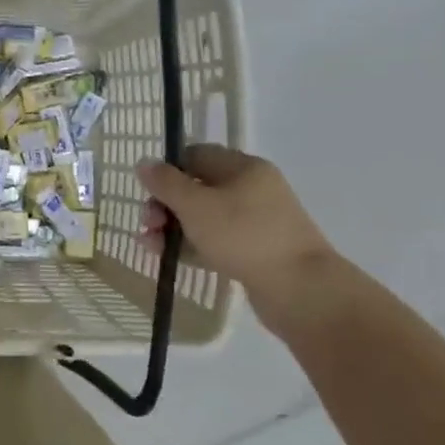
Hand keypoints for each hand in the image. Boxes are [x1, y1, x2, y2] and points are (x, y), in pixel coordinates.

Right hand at [138, 146, 337, 301]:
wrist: (300, 290)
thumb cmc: (244, 236)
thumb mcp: (195, 205)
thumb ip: (166, 183)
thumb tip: (144, 162)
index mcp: (244, 168)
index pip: (197, 155)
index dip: (168, 169)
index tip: (148, 191)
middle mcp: (253, 189)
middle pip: (197, 187)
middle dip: (165, 204)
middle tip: (148, 223)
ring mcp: (256, 222)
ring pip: (203, 217)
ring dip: (172, 227)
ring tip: (149, 245)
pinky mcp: (255, 251)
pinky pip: (214, 240)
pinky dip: (190, 245)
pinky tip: (167, 257)